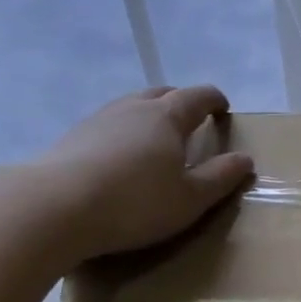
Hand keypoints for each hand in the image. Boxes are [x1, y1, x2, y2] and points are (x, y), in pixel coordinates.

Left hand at [39, 86, 254, 260]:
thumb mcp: (190, 199)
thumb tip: (245, 159)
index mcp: (167, 117)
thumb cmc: (135, 203)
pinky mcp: (72, 137)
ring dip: (149, 115)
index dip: (214, 100)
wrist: (55, 208)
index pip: (197, 96)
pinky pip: (109, 124)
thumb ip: (220, 177)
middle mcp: (133, 108)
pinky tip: (120, 156)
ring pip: (132, 106)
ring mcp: (98, 119)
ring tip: (156, 139)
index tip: (223, 109)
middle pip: (162, 93)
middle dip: (181, 102)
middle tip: (192, 121)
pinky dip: (124, 132)